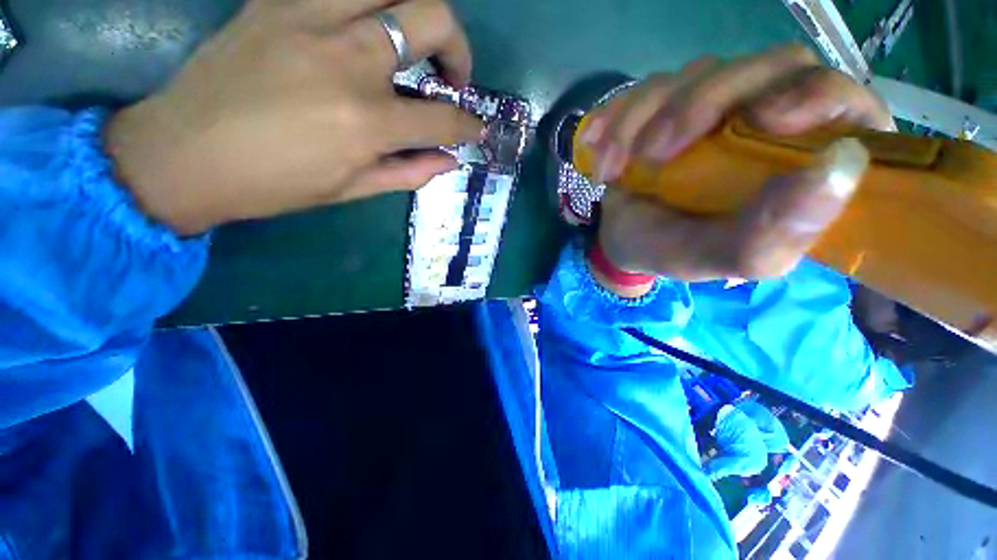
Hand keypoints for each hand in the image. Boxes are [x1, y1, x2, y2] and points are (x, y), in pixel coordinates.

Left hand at [106, 0, 481, 234]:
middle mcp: (349, 59)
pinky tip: (370, 25)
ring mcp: (311, 18)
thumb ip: (409, 172)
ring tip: (418, 41)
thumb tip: (449, 160)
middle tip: (453, 78)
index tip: (476, 129)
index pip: (444, 118)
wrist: (183, 153)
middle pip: (432, 19)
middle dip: (459, 50)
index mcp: (367, 122)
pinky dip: (370, 1)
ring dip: (420, 11)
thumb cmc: (274, 184)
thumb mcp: (352, 190)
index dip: (469, 125)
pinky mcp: (278, 1)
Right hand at [583, 46, 893, 289]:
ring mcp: (714, 106)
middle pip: (760, 68)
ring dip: (640, 120)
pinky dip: (615, 118)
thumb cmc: (675, 253)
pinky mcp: (668, 104)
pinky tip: (601, 153)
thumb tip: (845, 164)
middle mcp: (766, 119)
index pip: (838, 98)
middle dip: (696, 106)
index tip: (762, 121)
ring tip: (613, 170)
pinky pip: (645, 88)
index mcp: (801, 161)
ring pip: (692, 75)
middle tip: (650, 156)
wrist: (624, 242)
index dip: (810, 93)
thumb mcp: (720, 258)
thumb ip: (774, 234)